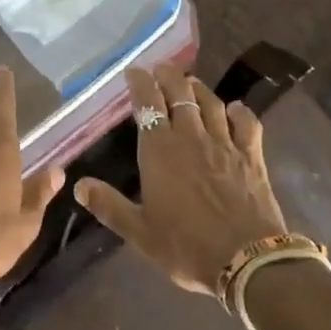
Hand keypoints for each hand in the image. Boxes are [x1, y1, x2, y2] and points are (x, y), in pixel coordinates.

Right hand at [75, 63, 286, 294]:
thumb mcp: (140, 232)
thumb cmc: (186, 246)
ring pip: (211, 103)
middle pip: (180, 94)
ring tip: (190, 82)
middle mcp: (191, 137)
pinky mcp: (252, 156)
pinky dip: (239, 112)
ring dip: (198, 89)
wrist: (247, 261)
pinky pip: (246, 124)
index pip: (148, 103)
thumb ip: (109, 205)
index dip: (140, 83)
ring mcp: (224, 144)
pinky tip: (235, 109)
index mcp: (160, 150)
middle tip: (161, 69)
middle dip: (169, 76)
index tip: (134, 71)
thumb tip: (79, 185)